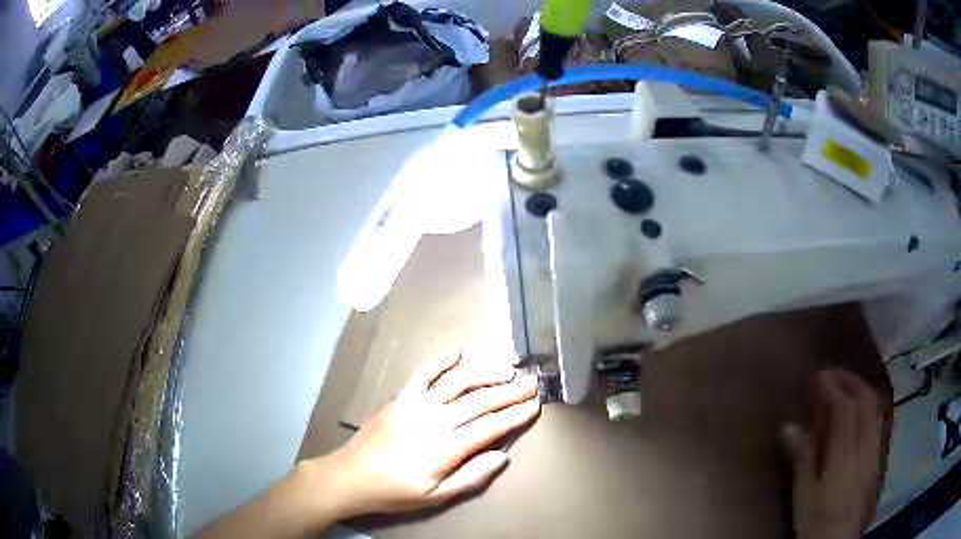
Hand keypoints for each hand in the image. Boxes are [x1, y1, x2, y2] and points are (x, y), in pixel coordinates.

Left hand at [323, 351, 540, 516]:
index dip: (515, 415)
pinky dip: (440, 362)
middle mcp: (435, 419)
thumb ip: (471, 476)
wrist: (352, 476)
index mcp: (446, 447)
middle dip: (510, 391)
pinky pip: (422, 375)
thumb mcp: (436, 496)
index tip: (535, 405)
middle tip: (533, 382)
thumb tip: (502, 456)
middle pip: (479, 401)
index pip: (490, 426)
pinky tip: (457, 353)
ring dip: (484, 373)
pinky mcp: (400, 398)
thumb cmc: (396, 491)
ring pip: (457, 383)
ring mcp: (416, 405)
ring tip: (507, 369)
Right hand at [781, 370, 882, 538]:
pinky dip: (867, 405)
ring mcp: (874, 448)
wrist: (837, 538)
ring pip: (873, 406)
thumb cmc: (816, 517)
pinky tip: (858, 408)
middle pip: (864, 400)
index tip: (817, 376)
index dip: (832, 387)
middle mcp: (863, 445)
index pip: (844, 408)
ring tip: (844, 385)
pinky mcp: (877, 454)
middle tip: (831, 375)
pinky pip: (876, 418)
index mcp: (843, 455)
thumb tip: (789, 425)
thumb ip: (802, 456)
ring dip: (859, 389)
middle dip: (848, 380)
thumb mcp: (803, 492)